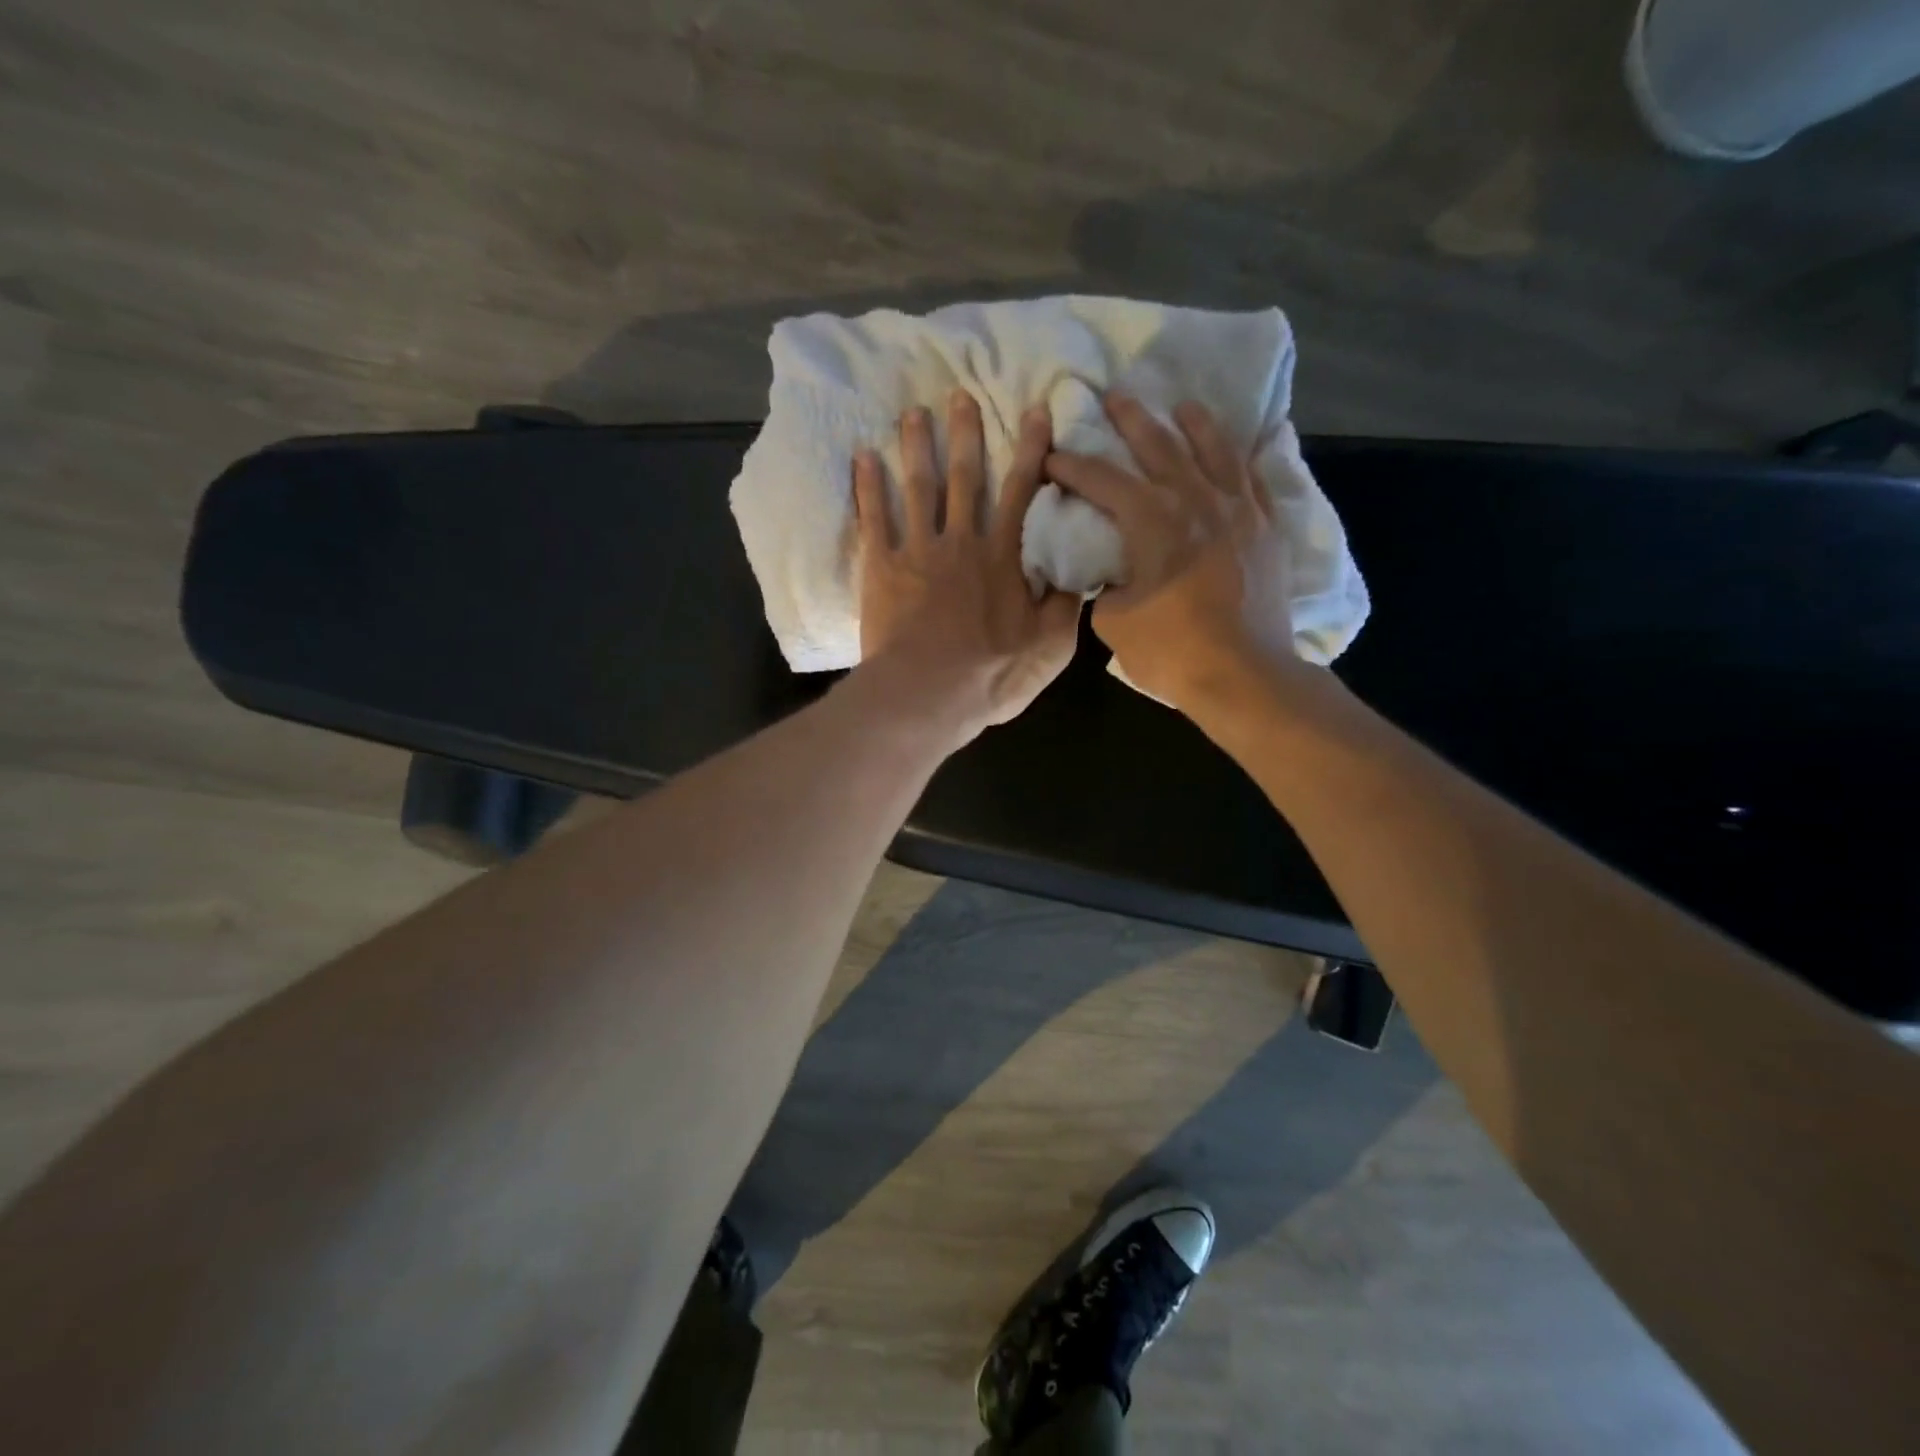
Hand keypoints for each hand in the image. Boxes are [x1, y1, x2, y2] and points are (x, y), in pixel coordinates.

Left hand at [853, 392, 1081, 741]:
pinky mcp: (881, 569)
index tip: (1035, 411)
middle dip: (965, 435)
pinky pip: (873, 519)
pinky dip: (867, 488)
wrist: (926, 694)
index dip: (1031, 451)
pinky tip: (863, 458)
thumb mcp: (1049, 647)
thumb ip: (1065, 605)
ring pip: (918, 488)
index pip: (1022, 492)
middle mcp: (961, 542)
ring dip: (916, 448)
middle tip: (960, 395)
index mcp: (1003, 557)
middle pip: (965, 478)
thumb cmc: (991, 675)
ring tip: (913, 414)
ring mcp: (917, 551)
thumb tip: (1080, 573)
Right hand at [1045, 393, 1298, 709]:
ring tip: (1182, 406)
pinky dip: (1242, 460)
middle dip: (1132, 421)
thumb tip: (1115, 575)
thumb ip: (1108, 586)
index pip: (1103, 480)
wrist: (1245, 676)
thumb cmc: (1172, 651)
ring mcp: (1239, 512)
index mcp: (1152, 520)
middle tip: (1114, 397)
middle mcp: (1196, 501)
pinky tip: (1238, 450)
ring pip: (1215, 452)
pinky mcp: (1267, 531)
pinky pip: (1254, 481)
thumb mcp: (1114, 622)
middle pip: (1160, 447)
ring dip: (1194, 425)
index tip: (1052, 456)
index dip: (1073, 466)